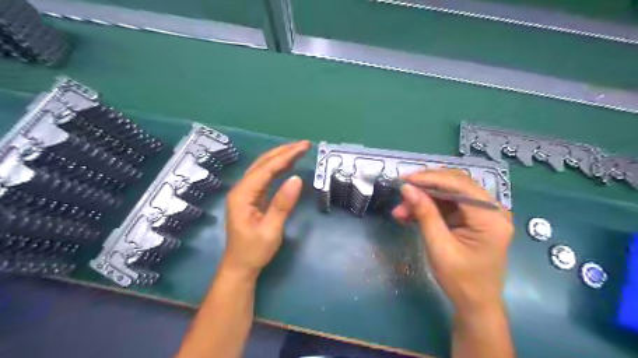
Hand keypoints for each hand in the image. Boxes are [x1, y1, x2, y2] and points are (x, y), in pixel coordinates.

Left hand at [223, 140, 311, 279]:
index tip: (303, 147)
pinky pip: (265, 177)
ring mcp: (245, 193)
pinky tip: (287, 165)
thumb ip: (282, 204)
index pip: (265, 169)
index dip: (285, 156)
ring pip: (263, 168)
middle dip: (283, 152)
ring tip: (298, 150)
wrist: (240, 267)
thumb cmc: (254, 251)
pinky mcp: (251, 198)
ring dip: (280, 157)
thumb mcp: (271, 230)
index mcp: (242, 195)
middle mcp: (241, 189)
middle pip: (262, 164)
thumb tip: (297, 179)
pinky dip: (277, 168)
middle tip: (304, 145)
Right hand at [391, 170, 514, 313]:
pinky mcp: (473, 218)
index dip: (430, 178)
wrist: (475, 303)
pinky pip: (448, 204)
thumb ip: (425, 214)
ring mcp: (483, 213)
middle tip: (401, 193)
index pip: (460, 186)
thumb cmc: (461, 280)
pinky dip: (429, 207)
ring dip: (424, 198)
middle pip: (456, 184)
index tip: (404, 179)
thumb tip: (407, 188)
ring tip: (401, 210)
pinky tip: (410, 214)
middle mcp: (492, 210)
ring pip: (449, 193)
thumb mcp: (439, 247)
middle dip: (425, 187)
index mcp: (491, 218)